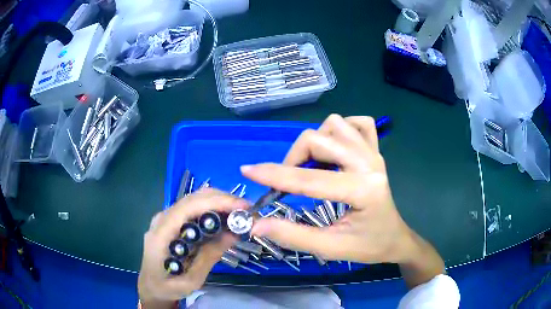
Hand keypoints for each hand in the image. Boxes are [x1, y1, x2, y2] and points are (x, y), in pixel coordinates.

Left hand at [138, 189, 245, 306]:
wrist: (151, 285)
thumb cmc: (167, 286)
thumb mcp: (191, 280)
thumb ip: (209, 257)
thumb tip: (234, 234)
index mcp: (161, 234)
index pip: (188, 207)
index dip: (215, 202)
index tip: (241, 207)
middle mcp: (161, 219)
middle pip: (192, 198)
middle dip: (221, 199)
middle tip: (246, 210)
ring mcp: (165, 217)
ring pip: (193, 199)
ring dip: (217, 201)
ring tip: (239, 212)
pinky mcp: (171, 220)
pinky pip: (192, 207)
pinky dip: (211, 208)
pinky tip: (223, 216)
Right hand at [241, 114, 443, 285]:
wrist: (394, 238)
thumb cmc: (367, 246)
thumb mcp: (330, 248)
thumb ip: (292, 235)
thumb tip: (257, 225)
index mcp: (362, 190)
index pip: (310, 178)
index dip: (274, 174)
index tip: (248, 170)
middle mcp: (369, 163)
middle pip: (320, 138)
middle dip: (294, 157)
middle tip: (288, 181)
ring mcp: (374, 153)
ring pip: (335, 124)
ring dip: (316, 141)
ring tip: (312, 165)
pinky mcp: (375, 150)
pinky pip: (358, 123)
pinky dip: (340, 130)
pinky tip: (335, 148)